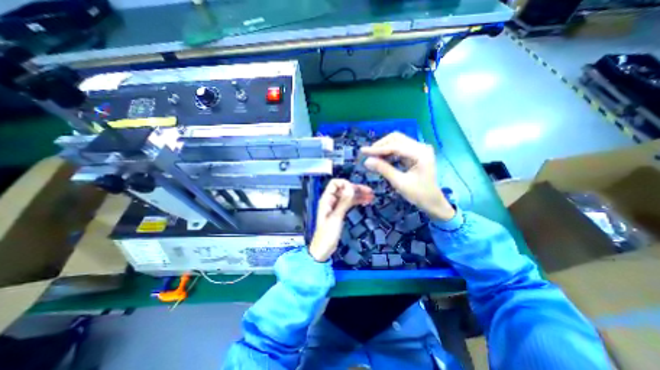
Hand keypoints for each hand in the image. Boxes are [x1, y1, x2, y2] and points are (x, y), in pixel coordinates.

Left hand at [308, 180, 369, 262]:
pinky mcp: (339, 212)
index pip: (335, 183)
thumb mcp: (336, 217)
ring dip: (358, 195)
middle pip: (343, 189)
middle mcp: (331, 200)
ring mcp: (335, 206)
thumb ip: (344, 202)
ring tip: (371, 196)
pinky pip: (348, 203)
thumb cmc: (327, 234)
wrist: (323, 249)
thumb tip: (351, 187)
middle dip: (355, 189)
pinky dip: (356, 202)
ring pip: (347, 196)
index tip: (356, 189)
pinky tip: (365, 202)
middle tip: (369, 191)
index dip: (345, 183)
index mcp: (326, 199)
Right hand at [360, 131, 453, 220]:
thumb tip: (367, 161)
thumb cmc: (419, 194)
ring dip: (383, 148)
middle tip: (367, 155)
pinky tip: (380, 159)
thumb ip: (383, 169)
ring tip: (372, 157)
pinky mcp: (415, 153)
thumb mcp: (399, 183)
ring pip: (396, 142)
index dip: (377, 149)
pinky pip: (399, 148)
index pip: (395, 146)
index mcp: (421, 153)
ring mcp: (419, 149)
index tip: (362, 151)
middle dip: (380, 146)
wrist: (433, 201)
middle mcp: (421, 147)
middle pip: (396, 139)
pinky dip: (388, 152)